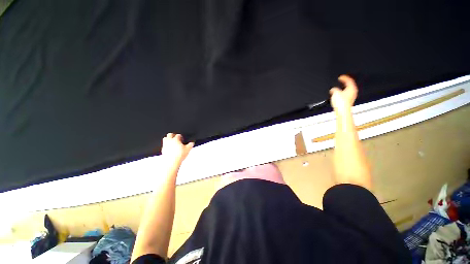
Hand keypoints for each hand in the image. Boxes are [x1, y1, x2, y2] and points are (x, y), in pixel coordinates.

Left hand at [161, 133, 193, 165]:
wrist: (172, 162)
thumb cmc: (179, 155)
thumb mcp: (188, 149)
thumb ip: (190, 144)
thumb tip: (192, 143)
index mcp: (175, 139)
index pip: (178, 135)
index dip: (181, 136)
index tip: (182, 138)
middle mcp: (169, 141)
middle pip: (170, 134)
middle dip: (173, 135)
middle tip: (176, 137)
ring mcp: (165, 145)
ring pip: (165, 139)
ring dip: (168, 139)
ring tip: (172, 141)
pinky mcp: (163, 150)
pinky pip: (164, 145)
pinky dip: (166, 145)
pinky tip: (169, 148)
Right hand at [329, 75, 357, 114]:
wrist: (342, 111)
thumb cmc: (341, 102)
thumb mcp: (335, 92)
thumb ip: (334, 89)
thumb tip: (333, 89)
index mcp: (352, 88)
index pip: (349, 80)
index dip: (344, 78)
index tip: (341, 77)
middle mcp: (353, 92)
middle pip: (349, 86)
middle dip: (344, 84)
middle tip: (340, 82)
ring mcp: (351, 97)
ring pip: (347, 91)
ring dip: (342, 90)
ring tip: (337, 89)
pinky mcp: (348, 102)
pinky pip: (345, 96)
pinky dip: (341, 95)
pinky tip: (337, 96)